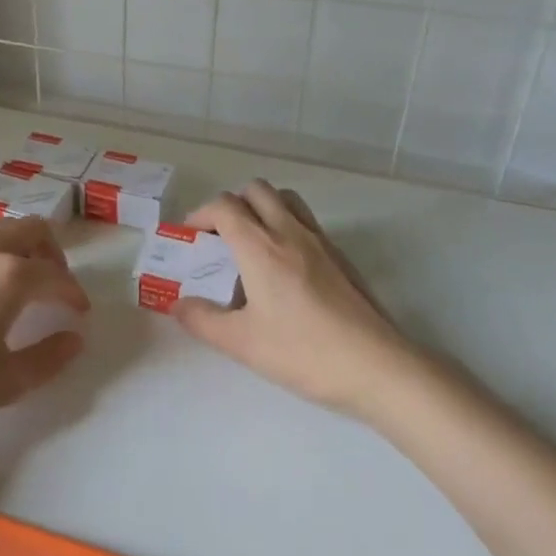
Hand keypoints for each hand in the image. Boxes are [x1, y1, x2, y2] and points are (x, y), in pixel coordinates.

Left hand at [0, 216, 89, 424]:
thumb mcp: (5, 381)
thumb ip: (48, 359)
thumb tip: (74, 339)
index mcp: (10, 275)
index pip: (57, 276)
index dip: (74, 295)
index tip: (79, 314)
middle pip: (35, 230)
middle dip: (54, 255)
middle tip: (56, 288)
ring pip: (6, 229)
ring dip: (25, 248)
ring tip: (25, 284)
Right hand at [175, 181, 413, 417]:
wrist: (377, 366)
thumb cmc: (304, 352)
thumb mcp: (242, 343)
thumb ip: (203, 320)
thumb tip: (178, 305)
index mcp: (260, 247)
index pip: (224, 206)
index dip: (200, 215)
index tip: (190, 238)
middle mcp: (289, 232)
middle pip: (255, 190)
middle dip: (230, 204)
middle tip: (219, 238)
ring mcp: (319, 241)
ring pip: (285, 199)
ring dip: (261, 207)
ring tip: (251, 243)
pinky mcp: (340, 256)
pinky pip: (305, 221)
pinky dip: (285, 225)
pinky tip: (284, 267)